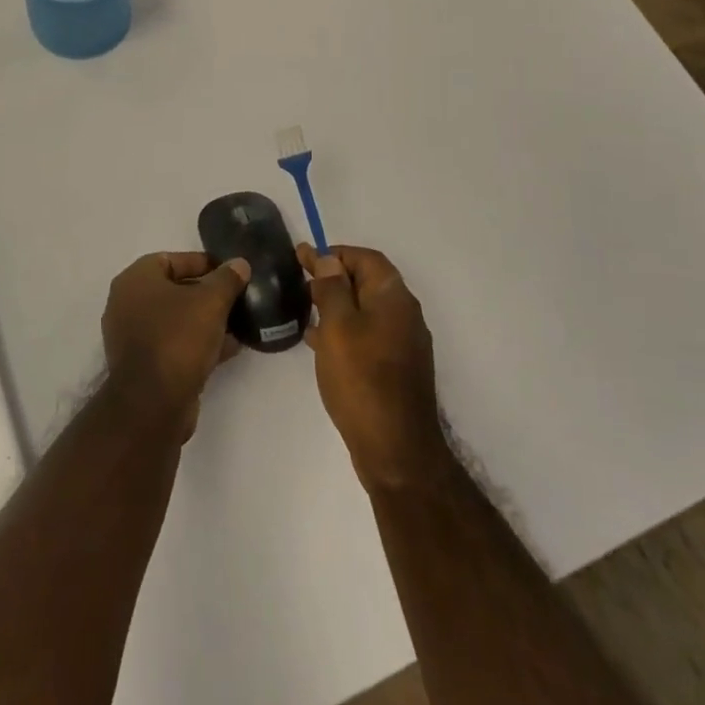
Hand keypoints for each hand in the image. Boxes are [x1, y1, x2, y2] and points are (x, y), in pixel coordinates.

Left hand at [102, 251, 250, 438]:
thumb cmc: (178, 338)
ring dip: (206, 321)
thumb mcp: (210, 301)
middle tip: (237, 297)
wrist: (153, 405)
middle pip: (174, 290)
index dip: (203, 262)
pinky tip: (229, 348)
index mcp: (136, 279)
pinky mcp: (144, 366)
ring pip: (176, 320)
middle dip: (207, 293)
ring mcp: (133, 337)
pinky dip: (199, 343)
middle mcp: (128, 304)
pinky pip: (175, 344)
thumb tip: (239, 264)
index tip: (230, 271)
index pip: (171, 259)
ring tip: (239, 323)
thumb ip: (227, 279)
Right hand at [301, 244, 444, 489]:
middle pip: (368, 282)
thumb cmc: (362, 380)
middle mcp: (404, 315)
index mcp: (394, 298)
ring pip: (365, 310)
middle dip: (334, 277)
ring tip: (304, 307)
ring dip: (336, 304)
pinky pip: (367, 335)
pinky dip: (344, 329)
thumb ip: (332, 289)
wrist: (396, 451)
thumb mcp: (338, 327)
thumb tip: (330, 260)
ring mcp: (403, 344)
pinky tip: (318, 342)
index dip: (336, 253)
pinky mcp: (395, 369)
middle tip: (300, 279)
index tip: (304, 258)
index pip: (366, 259)